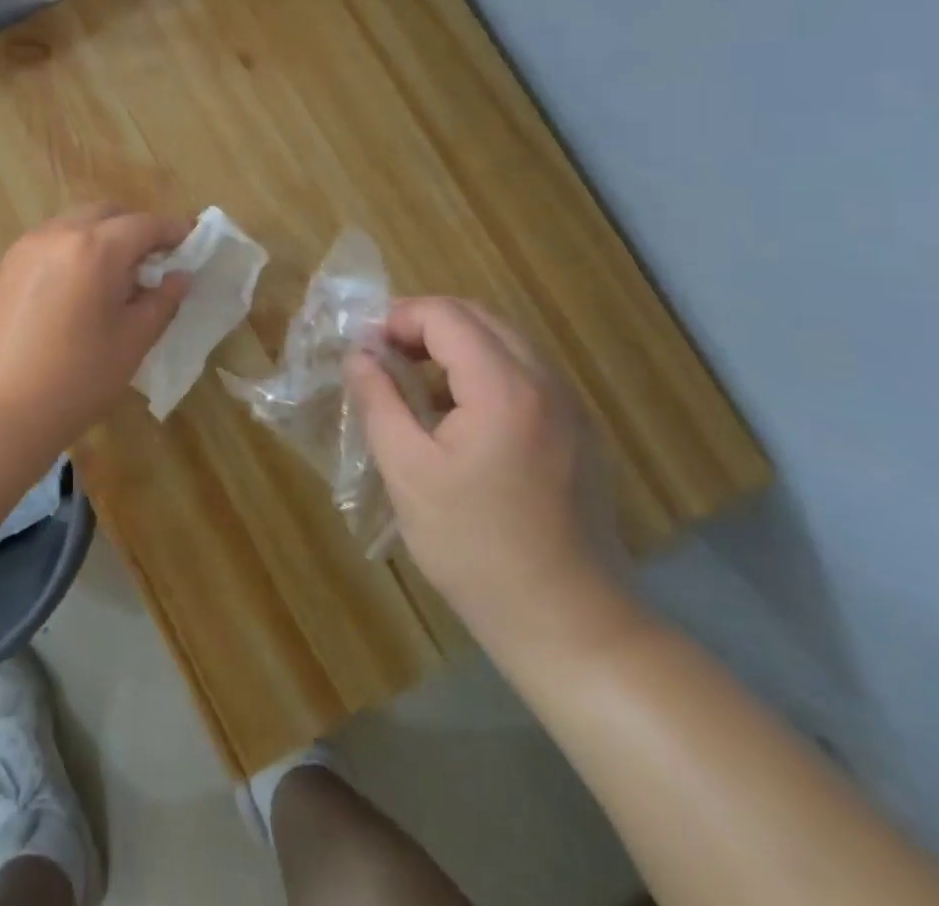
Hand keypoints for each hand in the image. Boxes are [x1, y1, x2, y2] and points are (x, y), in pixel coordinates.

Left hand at [0, 204, 190, 449]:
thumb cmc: (74, 381)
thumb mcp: (131, 343)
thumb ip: (160, 302)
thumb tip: (178, 277)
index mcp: (95, 248)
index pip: (145, 225)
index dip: (174, 231)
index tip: (192, 241)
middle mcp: (57, 234)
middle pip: (105, 214)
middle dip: (133, 229)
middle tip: (152, 262)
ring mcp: (23, 249)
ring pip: (72, 225)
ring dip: (98, 238)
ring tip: (111, 278)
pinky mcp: (0, 269)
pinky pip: (45, 245)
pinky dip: (69, 253)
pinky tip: (72, 292)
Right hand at [347, 298, 640, 664]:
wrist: (570, 624)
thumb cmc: (475, 547)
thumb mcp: (407, 472)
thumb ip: (379, 401)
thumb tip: (359, 355)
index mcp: (504, 386)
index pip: (445, 315)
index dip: (397, 319)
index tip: (364, 350)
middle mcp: (546, 382)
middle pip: (478, 317)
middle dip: (424, 325)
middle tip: (383, 359)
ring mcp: (570, 406)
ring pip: (504, 342)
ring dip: (453, 347)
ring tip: (413, 385)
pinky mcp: (578, 432)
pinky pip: (525, 374)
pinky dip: (483, 371)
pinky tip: (458, 417)